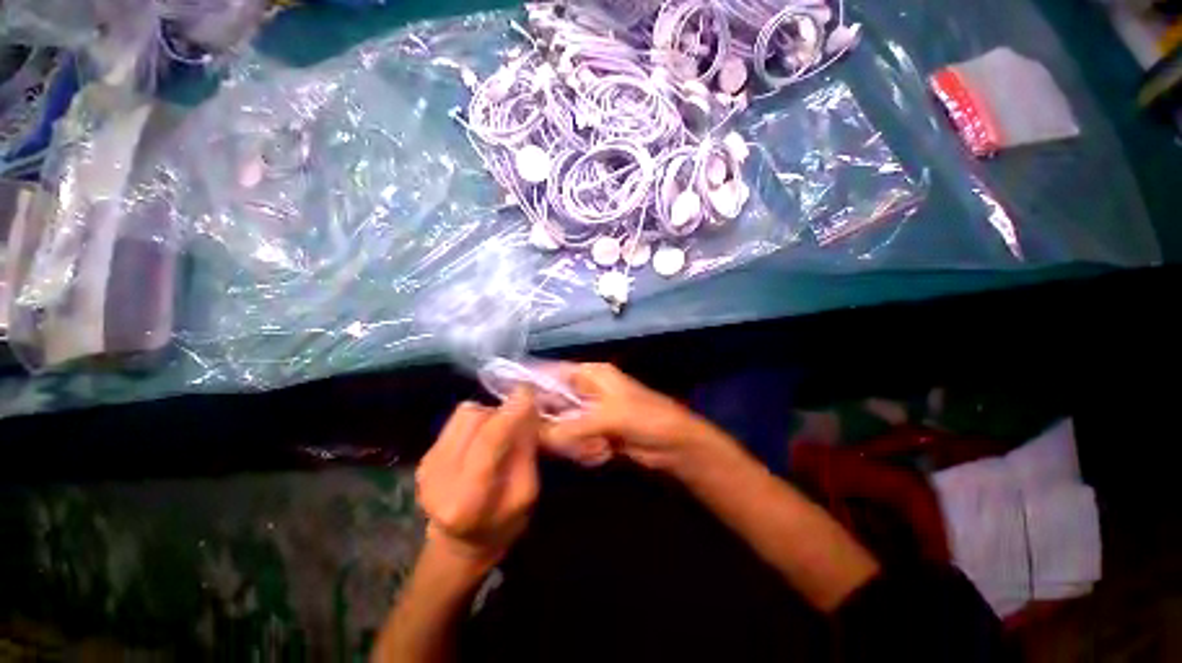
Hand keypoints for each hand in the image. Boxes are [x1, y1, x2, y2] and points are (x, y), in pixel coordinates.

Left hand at [416, 388, 539, 564]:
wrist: (459, 543)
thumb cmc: (503, 524)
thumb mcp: (527, 493)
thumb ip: (526, 450)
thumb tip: (527, 409)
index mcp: (468, 499)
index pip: (489, 442)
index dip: (510, 412)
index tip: (527, 391)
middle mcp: (438, 477)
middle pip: (475, 419)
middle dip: (503, 412)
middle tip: (520, 420)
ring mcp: (427, 463)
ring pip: (466, 413)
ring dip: (490, 414)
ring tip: (500, 432)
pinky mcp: (425, 454)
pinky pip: (458, 419)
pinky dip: (478, 420)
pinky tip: (483, 438)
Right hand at [543, 363, 717, 471]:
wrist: (676, 445)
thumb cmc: (646, 418)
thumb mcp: (609, 417)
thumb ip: (571, 426)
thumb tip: (536, 435)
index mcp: (591, 374)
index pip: (552, 373)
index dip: (532, 383)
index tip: (510, 399)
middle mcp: (587, 390)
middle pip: (554, 402)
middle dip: (552, 422)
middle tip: (551, 437)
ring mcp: (590, 413)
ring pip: (562, 425)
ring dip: (572, 441)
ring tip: (594, 447)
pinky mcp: (595, 432)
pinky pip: (574, 441)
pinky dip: (583, 450)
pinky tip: (602, 454)